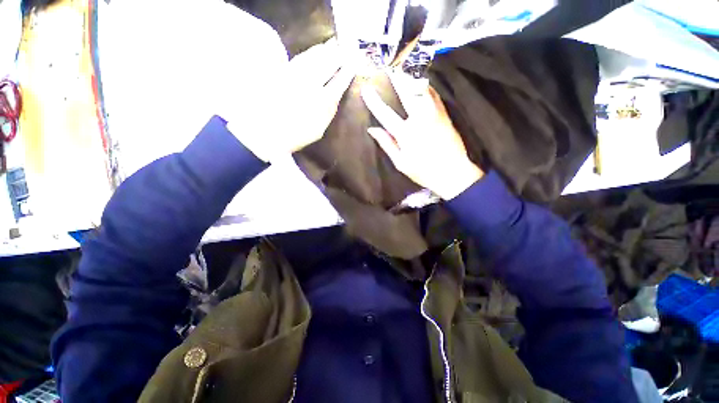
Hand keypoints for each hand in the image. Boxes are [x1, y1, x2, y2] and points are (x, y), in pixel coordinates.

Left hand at [226, 39, 355, 161]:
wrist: (267, 133)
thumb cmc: (296, 136)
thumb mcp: (318, 130)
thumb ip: (328, 112)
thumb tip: (334, 97)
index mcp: (322, 102)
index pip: (338, 83)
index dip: (346, 73)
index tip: (353, 65)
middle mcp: (311, 86)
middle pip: (327, 66)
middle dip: (337, 56)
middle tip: (344, 49)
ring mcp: (296, 78)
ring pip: (313, 59)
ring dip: (324, 51)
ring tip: (332, 45)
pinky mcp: (283, 75)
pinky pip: (299, 60)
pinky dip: (309, 54)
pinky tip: (313, 52)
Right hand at [361, 71, 483, 199]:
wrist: (452, 172)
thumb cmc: (423, 171)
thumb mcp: (400, 162)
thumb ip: (387, 144)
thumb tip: (372, 129)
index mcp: (406, 133)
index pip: (386, 114)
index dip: (374, 101)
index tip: (366, 89)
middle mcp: (420, 119)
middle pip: (406, 93)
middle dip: (396, 78)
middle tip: (389, 67)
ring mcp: (434, 114)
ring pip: (423, 90)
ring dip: (412, 79)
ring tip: (405, 71)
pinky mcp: (444, 115)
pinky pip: (434, 95)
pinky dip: (426, 87)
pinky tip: (422, 84)